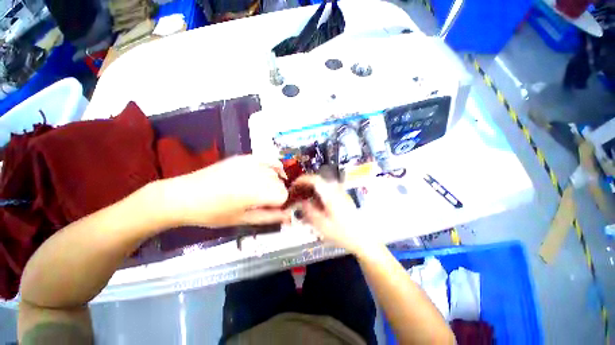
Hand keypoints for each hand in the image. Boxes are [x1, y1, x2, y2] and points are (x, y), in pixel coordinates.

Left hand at [159, 155, 290, 227]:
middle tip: (263, 202)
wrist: (185, 195)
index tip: (270, 209)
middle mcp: (258, 174)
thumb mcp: (243, 220)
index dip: (279, 204)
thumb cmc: (213, 213)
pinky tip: (269, 173)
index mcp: (257, 191)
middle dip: (276, 194)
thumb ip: (269, 217)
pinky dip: (273, 167)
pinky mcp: (246, 157)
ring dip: (274, 183)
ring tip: (261, 189)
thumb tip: (289, 217)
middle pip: (280, 184)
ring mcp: (252, 162)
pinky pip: (268, 160)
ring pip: (276, 173)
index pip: (284, 195)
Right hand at [290, 175, 379, 254]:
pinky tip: (315, 206)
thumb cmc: (342, 233)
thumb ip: (309, 211)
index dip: (302, 180)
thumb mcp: (322, 225)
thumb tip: (300, 202)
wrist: (363, 238)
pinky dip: (318, 196)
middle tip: (296, 194)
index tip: (293, 185)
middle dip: (305, 186)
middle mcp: (336, 190)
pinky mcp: (342, 198)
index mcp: (330, 194)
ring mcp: (340, 194)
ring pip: (322, 187)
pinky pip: (327, 192)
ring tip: (303, 201)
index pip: (314, 179)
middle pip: (318, 182)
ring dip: (311, 191)